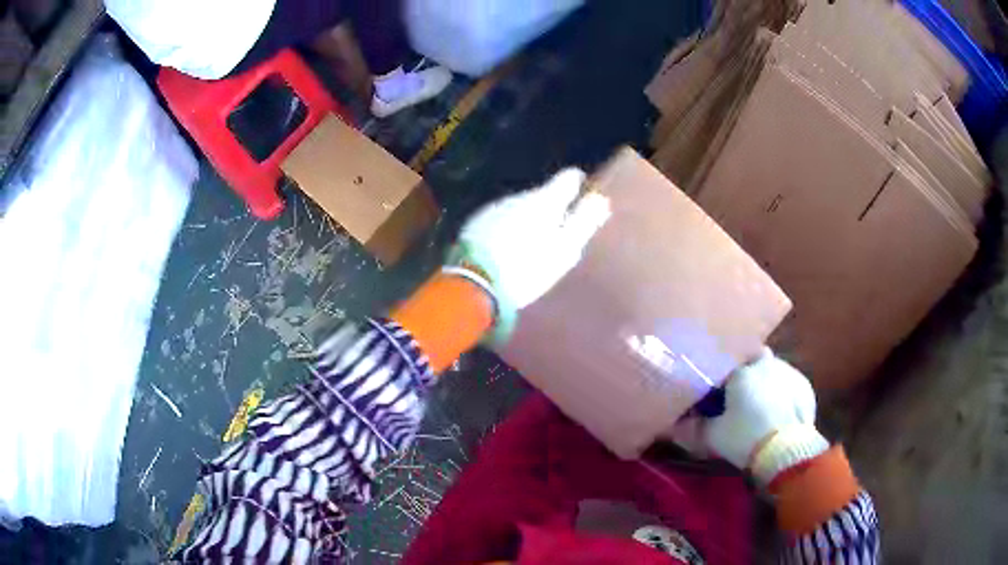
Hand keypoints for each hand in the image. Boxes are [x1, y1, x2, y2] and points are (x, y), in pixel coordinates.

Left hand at [447, 168, 610, 343]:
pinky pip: (501, 219)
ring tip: (532, 245)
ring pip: (520, 207)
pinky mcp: (475, 222)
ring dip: (528, 219)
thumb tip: (600, 199)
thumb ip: (584, 223)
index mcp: (545, 200)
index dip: (579, 185)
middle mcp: (519, 195)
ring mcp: (494, 207)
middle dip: (552, 209)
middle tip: (558, 235)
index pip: (568, 178)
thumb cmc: (528, 269)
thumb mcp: (565, 250)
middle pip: (542, 195)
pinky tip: (508, 249)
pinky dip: (508, 228)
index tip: (583, 200)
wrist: (475, 284)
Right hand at [703, 348, 827, 484]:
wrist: (786, 450)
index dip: (723, 373)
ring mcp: (790, 372)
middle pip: (755, 360)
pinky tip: (779, 413)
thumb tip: (674, 426)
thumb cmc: (746, 437)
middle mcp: (767, 364)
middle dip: (749, 372)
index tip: (718, 388)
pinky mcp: (805, 387)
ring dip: (767, 382)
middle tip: (741, 396)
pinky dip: (783, 394)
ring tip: (762, 407)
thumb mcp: (713, 436)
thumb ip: (694, 427)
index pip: (728, 361)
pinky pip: (789, 385)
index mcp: (742, 370)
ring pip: (774, 371)